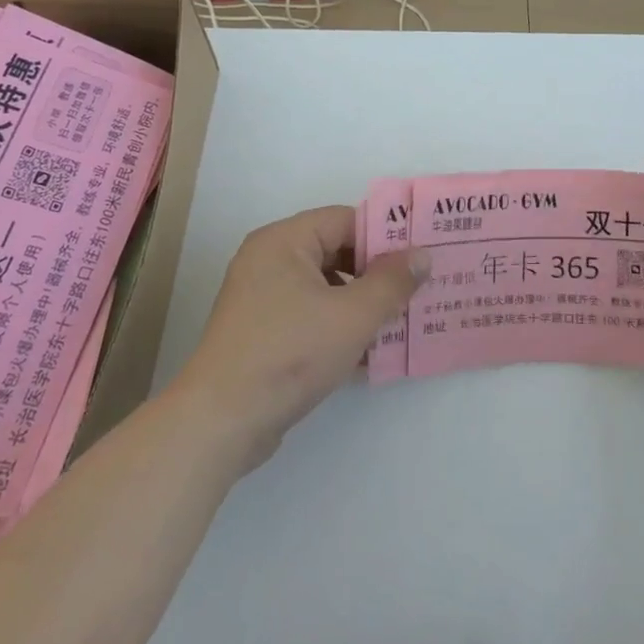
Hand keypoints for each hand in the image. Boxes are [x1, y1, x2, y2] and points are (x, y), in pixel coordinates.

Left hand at [174, 205, 421, 469]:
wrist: (221, 423)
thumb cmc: (290, 354)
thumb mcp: (353, 316)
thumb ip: (392, 282)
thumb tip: (422, 255)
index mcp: (284, 241)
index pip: (345, 220)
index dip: (385, 237)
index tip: (420, 258)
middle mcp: (268, 260)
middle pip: (335, 251)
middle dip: (376, 273)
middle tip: (416, 289)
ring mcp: (261, 298)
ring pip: (325, 286)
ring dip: (361, 303)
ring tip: (400, 320)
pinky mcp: (261, 332)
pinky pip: (309, 314)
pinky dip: (338, 324)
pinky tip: (369, 351)